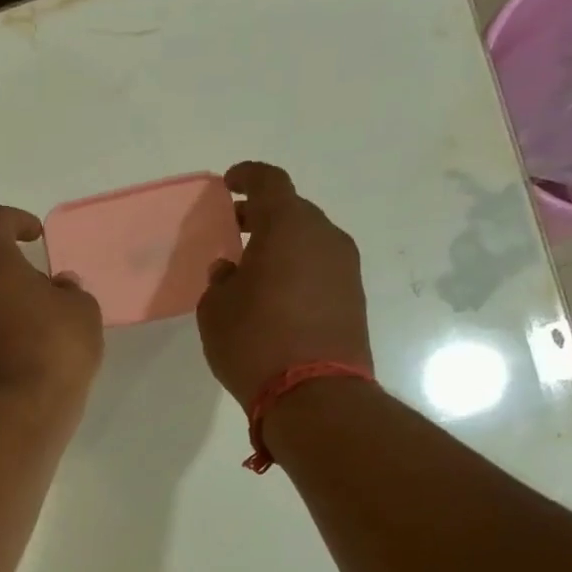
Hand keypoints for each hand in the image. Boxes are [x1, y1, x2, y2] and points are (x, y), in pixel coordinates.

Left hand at [0, 206, 103, 410]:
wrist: (18, 413)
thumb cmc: (55, 350)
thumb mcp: (83, 313)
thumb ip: (72, 291)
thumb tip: (59, 287)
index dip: (16, 221)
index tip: (36, 236)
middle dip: (0, 263)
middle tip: (32, 281)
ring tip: (29, 318)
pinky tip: (19, 347)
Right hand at [196, 162, 372, 409]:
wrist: (314, 394)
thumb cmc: (254, 342)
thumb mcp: (216, 311)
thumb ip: (220, 281)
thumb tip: (232, 271)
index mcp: (288, 226)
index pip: (269, 182)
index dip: (247, 177)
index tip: (229, 184)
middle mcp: (324, 237)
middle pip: (293, 211)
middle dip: (263, 216)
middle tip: (235, 231)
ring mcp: (346, 268)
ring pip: (309, 242)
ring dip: (283, 247)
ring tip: (254, 270)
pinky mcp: (355, 298)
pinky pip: (320, 270)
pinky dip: (298, 271)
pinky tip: (276, 297)